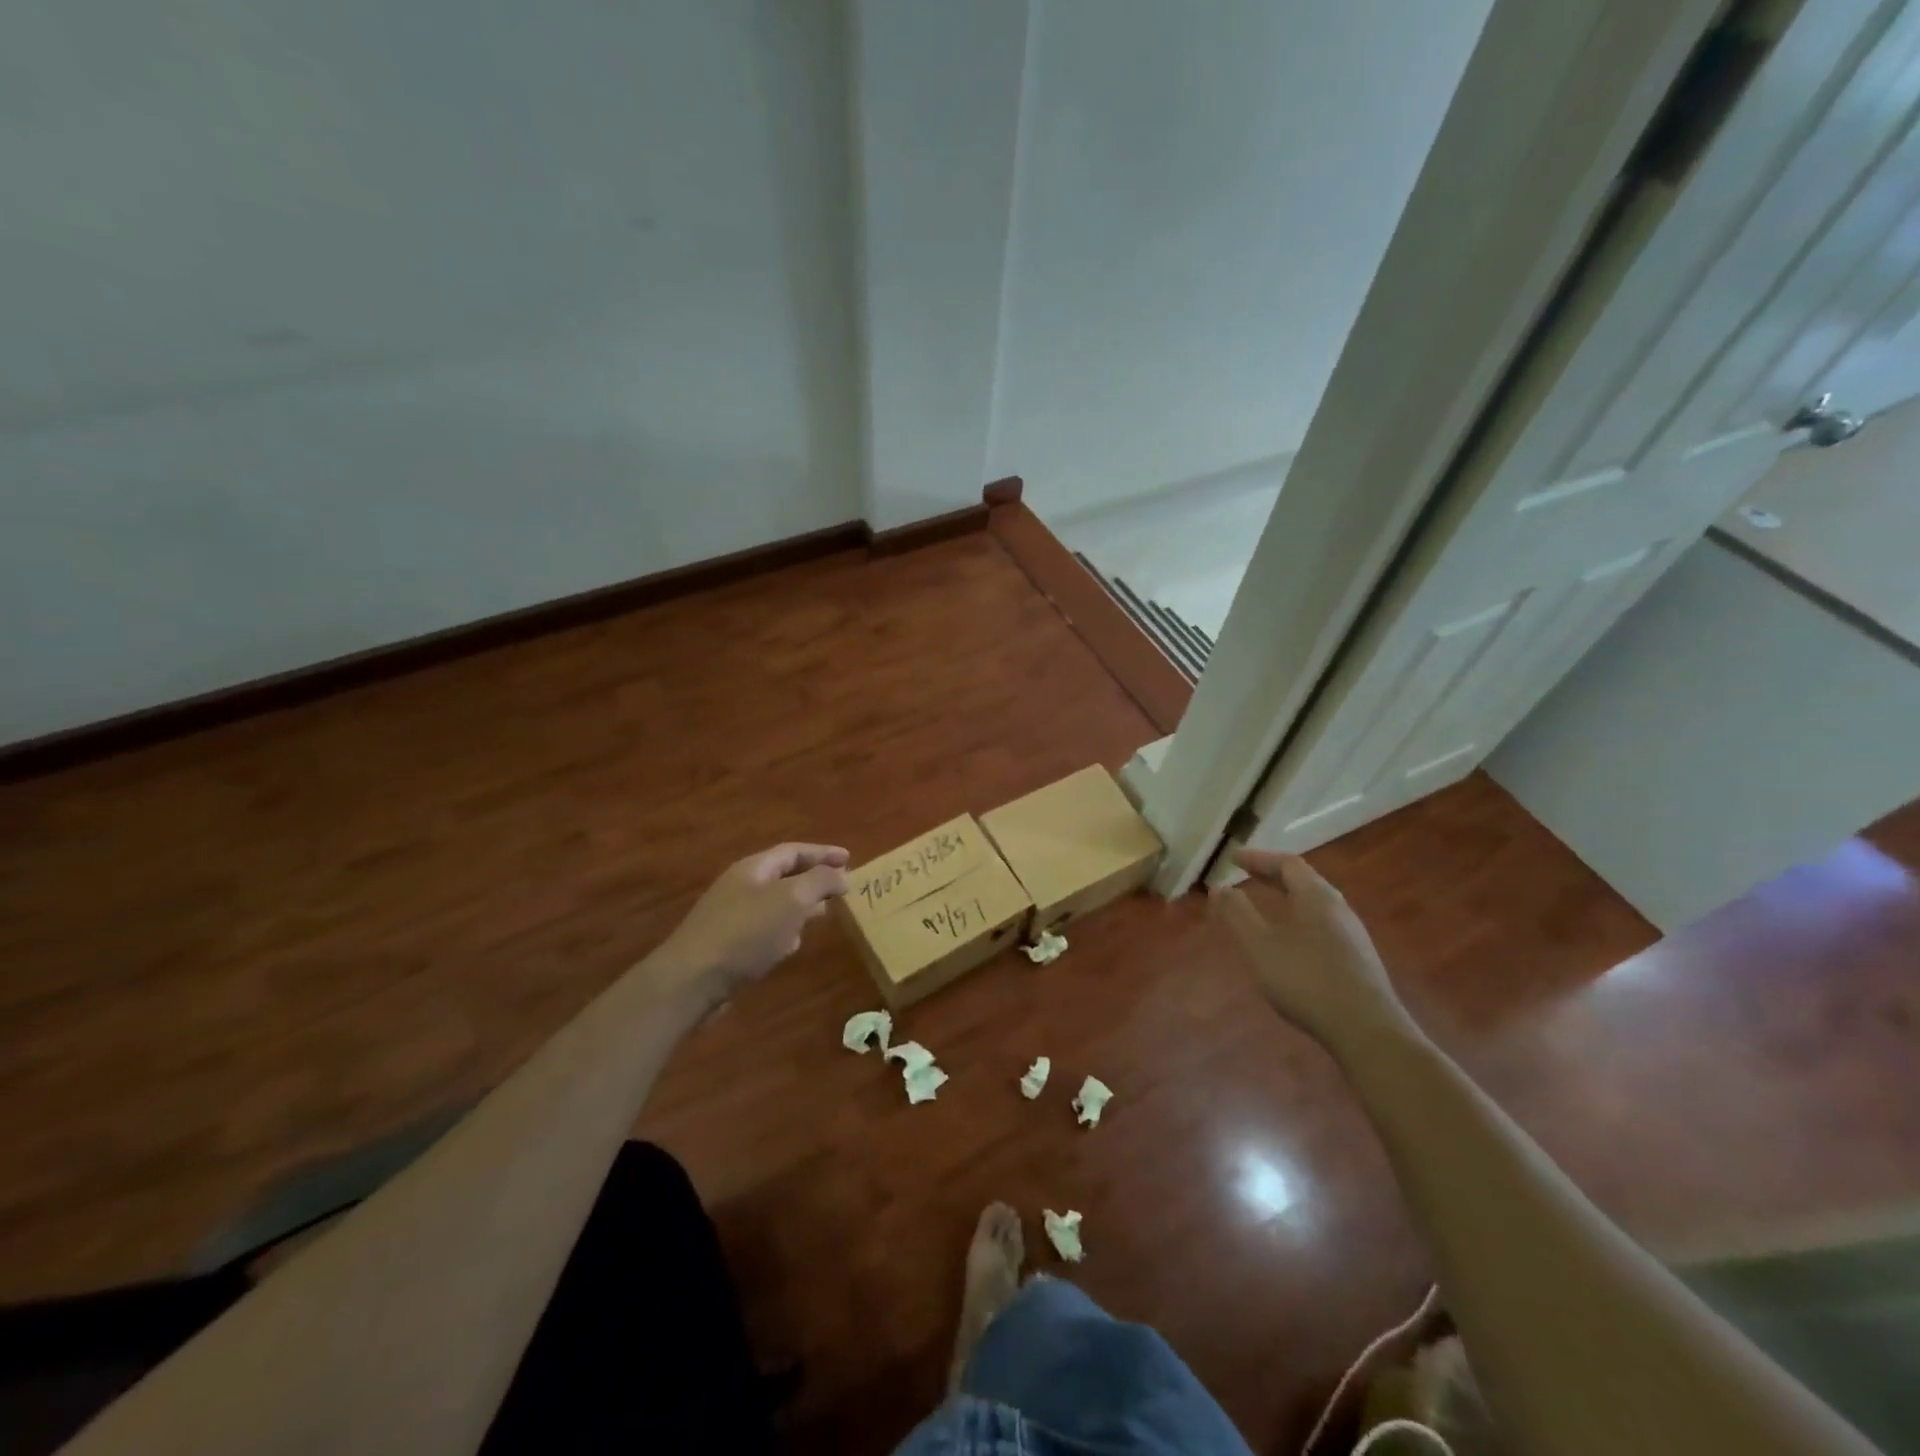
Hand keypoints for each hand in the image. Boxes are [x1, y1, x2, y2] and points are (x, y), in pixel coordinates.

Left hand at [651, 843, 850, 1001]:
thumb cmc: (746, 933)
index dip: (823, 853)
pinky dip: (784, 931)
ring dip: (801, 906)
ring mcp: (731, 917)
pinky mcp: (728, 946)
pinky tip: (792, 945)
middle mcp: (741, 887)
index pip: (794, 851)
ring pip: (775, 904)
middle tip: (841, 887)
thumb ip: (820, 881)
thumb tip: (841, 875)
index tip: (850, 859)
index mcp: (754, 869)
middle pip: (784, 875)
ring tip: (824, 914)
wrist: (691, 981)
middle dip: (814, 879)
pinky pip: (764, 930)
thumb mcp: (791, 900)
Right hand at [1216, 848, 1419, 1055]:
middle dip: (1274, 875)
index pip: (1288, 864)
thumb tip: (1220, 888)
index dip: (1259, 858)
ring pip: (1317, 904)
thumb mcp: (1259, 945)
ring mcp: (1353, 935)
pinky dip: (1300, 919)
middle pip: (1305, 881)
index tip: (1234, 858)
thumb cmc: (1306, 979)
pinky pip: (1324, 925)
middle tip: (1247, 875)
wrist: (1366, 1030)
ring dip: (1289, 898)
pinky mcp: (1358, 960)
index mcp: (1316, 897)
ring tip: (1267, 905)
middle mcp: (1339, 909)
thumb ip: (1237, 913)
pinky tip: (1292, 941)